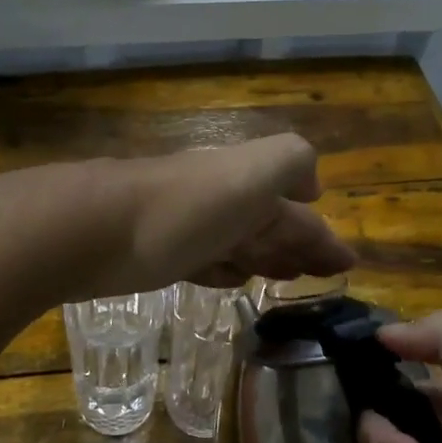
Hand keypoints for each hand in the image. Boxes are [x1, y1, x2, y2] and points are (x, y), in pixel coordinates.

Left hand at [74, 133, 356, 296]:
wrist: (95, 229)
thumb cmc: (185, 208)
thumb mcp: (252, 173)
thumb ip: (289, 163)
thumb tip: (311, 186)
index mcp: (246, 182)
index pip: (296, 212)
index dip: (322, 236)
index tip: (346, 263)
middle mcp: (219, 202)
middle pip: (268, 226)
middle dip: (298, 246)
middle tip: (321, 273)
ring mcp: (186, 229)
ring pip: (238, 244)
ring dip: (266, 258)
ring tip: (287, 277)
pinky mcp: (157, 257)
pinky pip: (204, 263)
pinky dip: (225, 270)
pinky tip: (232, 279)